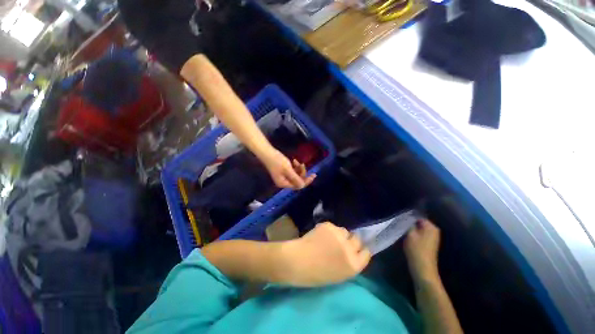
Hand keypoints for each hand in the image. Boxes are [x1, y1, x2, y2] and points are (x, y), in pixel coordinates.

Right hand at [260, 148, 315, 188]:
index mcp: (284, 184)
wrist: (267, 152)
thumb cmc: (277, 161)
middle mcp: (284, 182)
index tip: (313, 175)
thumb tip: (303, 186)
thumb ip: (296, 178)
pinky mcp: (283, 171)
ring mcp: (283, 176)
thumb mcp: (288, 170)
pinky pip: (292, 171)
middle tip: (303, 164)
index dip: (306, 181)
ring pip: (296, 175)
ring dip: (298, 169)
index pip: (298, 185)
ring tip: (297, 161)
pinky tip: (294, 160)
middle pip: (297, 180)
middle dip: (302, 173)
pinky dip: (295, 167)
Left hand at [279, 222, 370, 286]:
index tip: (355, 249)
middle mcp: (349, 248)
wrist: (297, 261)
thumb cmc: (316, 274)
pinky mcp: (329, 225)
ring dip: (339, 234)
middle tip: (341, 242)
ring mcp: (339, 235)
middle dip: (351, 240)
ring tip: (328, 238)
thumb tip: (353, 251)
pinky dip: (328, 230)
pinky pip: (333, 226)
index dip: (360, 250)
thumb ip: (349, 262)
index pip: (366, 253)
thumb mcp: (339, 275)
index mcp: (354, 265)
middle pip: (357, 239)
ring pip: (344, 230)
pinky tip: (319, 235)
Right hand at [404, 219, 440, 281]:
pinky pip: (420, 234)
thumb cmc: (416, 249)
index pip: (418, 216)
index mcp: (431, 227)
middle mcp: (434, 230)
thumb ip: (409, 223)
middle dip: (410, 223)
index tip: (400, 219)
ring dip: (411, 229)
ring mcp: (432, 237)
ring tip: (402, 229)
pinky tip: (407, 236)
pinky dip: (414, 234)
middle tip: (400, 224)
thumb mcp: (410, 234)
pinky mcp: (429, 243)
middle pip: (419, 222)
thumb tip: (407, 216)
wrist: (422, 268)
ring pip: (419, 228)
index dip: (408, 217)